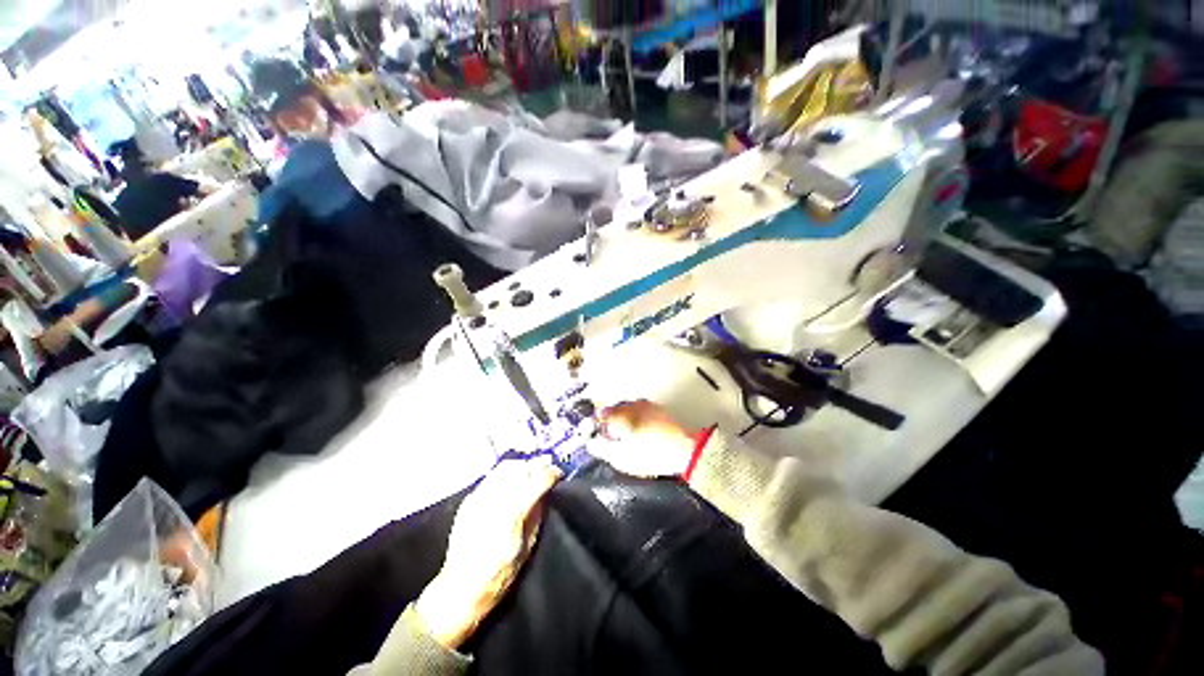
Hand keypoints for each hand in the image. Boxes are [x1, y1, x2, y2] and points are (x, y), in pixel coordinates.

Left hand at [415, 458, 561, 648]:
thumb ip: (538, 514)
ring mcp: (479, 497)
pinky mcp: (469, 500)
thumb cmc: (500, 575)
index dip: (552, 473)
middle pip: (522, 467)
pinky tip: (511, 482)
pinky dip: (505, 474)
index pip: (538, 479)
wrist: (460, 589)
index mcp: (512, 513)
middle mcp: (495, 499)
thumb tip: (547, 491)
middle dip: (537, 465)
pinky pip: (491, 477)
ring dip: (522, 466)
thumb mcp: (528, 547)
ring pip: (505, 467)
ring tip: (530, 472)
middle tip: (548, 467)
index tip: (560, 474)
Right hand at [594, 400, 697, 477]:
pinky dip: (637, 420)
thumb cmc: (650, 454)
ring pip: (628, 409)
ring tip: (628, 439)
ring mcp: (647, 404)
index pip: (599, 415)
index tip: (597, 437)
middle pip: (613, 410)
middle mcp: (631, 404)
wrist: (685, 450)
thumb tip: (591, 443)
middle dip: (610, 423)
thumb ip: (601, 448)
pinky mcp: (659, 409)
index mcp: (620, 414)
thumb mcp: (620, 457)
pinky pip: (640, 411)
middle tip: (612, 440)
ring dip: (624, 420)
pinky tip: (641, 434)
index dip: (595, 427)